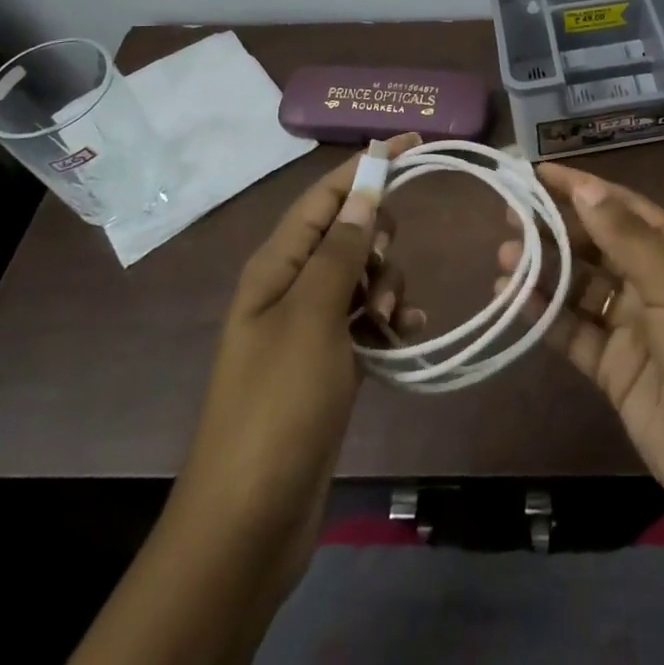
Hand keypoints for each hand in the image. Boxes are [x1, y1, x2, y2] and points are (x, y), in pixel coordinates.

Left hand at [171, 133, 424, 596]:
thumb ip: (341, 250)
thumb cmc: (277, 407)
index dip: (367, 165)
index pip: (325, 195)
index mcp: (276, 266)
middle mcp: (291, 286)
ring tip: (386, 322)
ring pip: (364, 274)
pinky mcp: (329, 360)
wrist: (250, 520)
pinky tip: (406, 336)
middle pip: (348, 231)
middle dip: (378, 239)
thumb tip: (365, 189)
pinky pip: (368, 317)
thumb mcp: (312, 318)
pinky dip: (389, 318)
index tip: (414, 143)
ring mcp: (310, 325)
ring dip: (387, 285)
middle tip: (379, 275)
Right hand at [498, 163, 663, 550]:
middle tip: (509, 215)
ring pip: (582, 287)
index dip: (582, 188)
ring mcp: (635, 328)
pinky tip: (513, 299)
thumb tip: (586, 187)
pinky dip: (546, 315)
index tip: (536, 173)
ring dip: (546, 270)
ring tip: (503, 255)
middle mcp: (657, 283)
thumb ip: (627, 238)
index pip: (625, 208)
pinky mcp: (616, 370)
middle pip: (599, 244)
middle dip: (557, 228)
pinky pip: (575, 332)